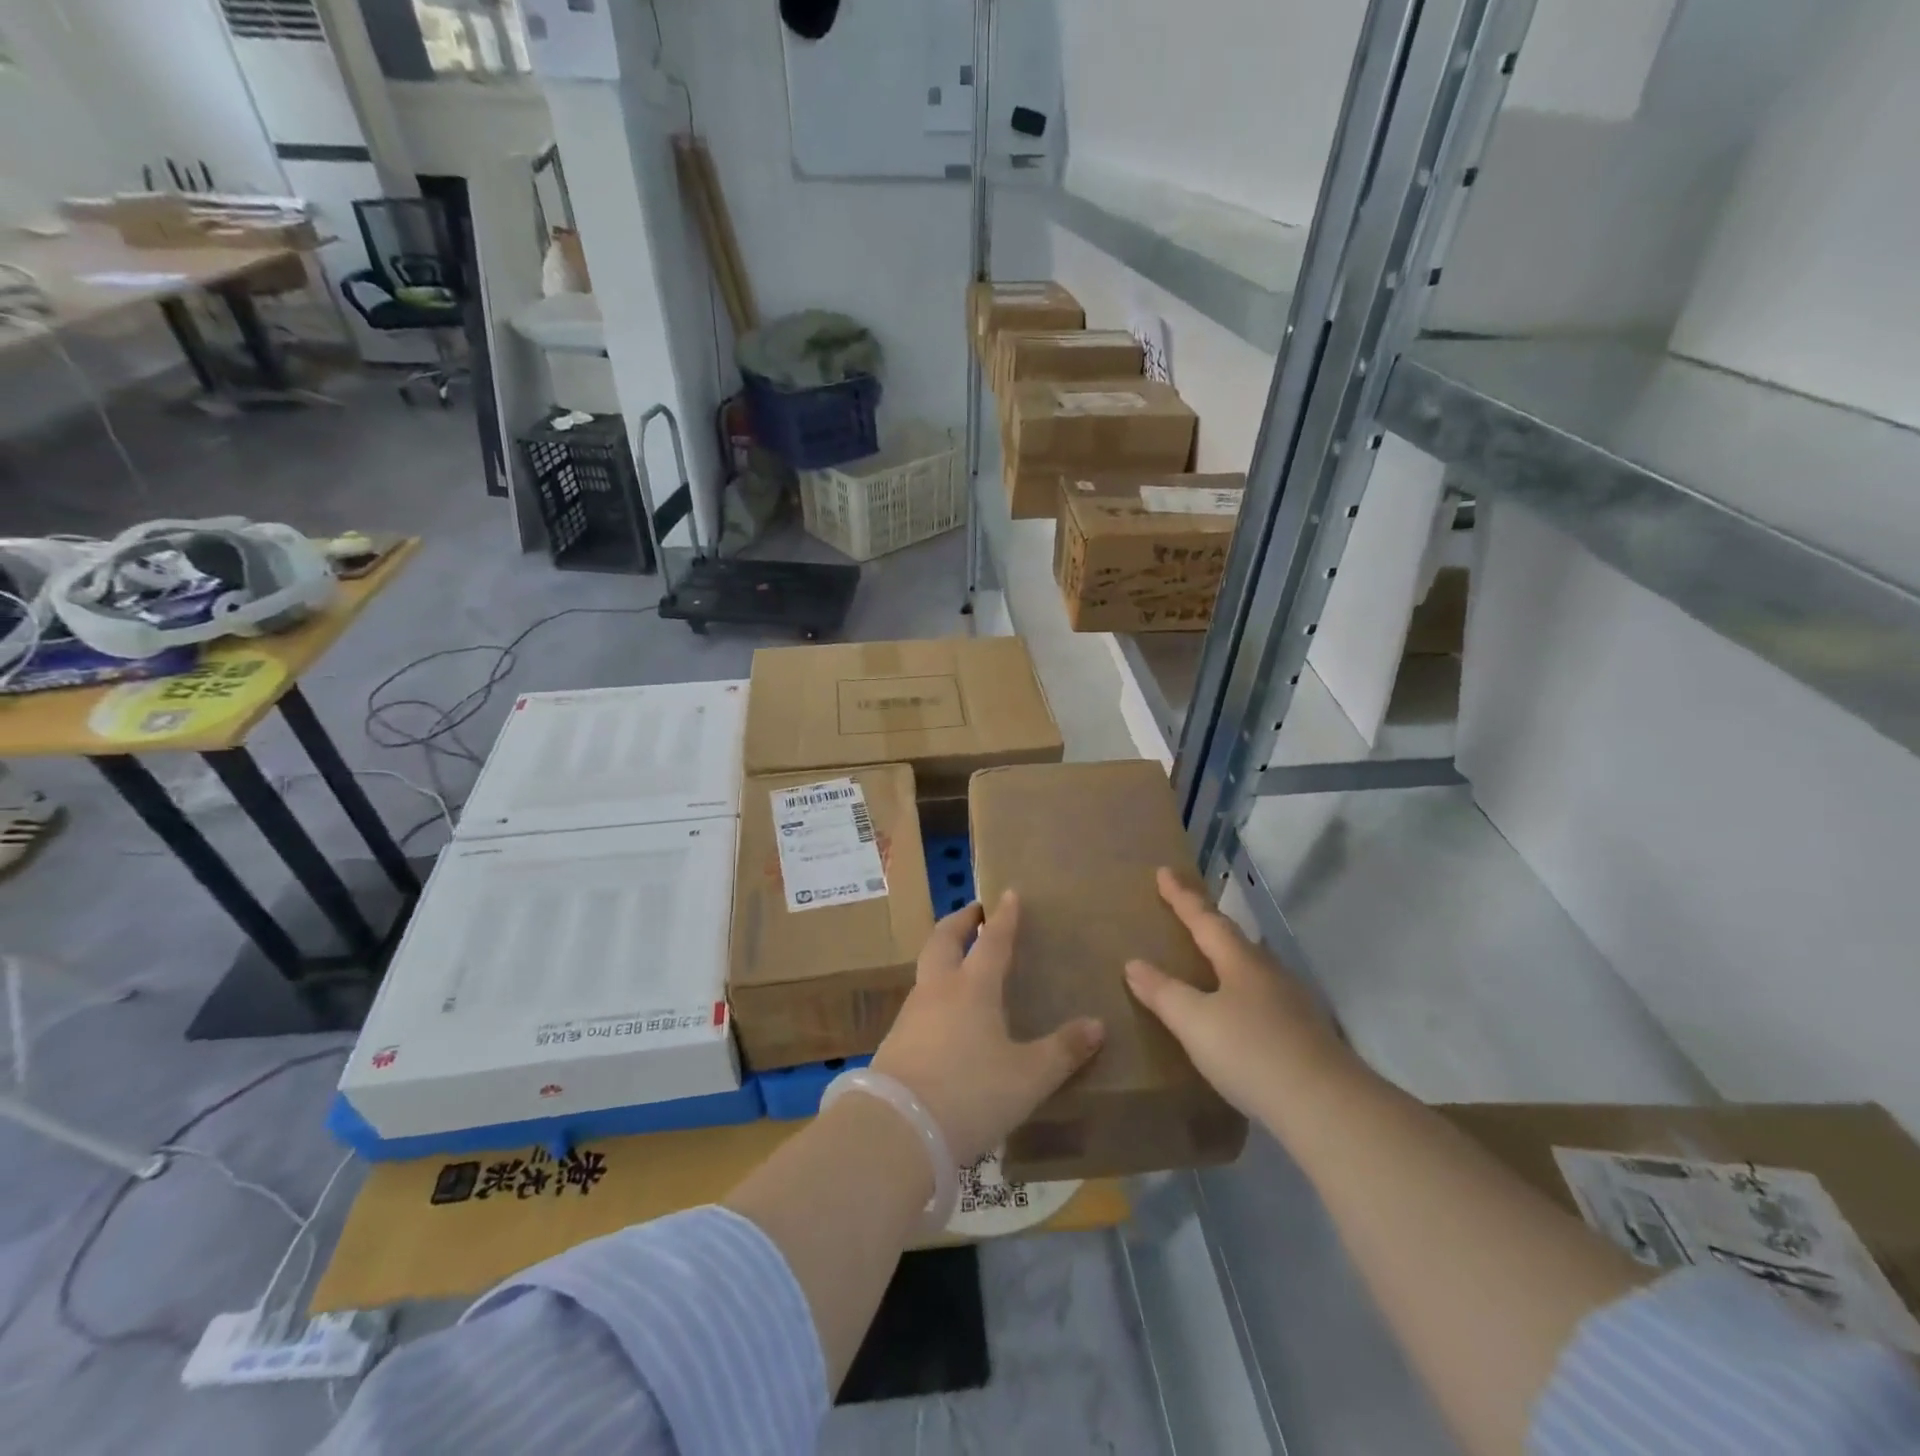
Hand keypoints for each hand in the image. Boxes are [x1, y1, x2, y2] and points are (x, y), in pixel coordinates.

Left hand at [871, 890, 1104, 1165]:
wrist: (897, 1130)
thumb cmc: (970, 1093)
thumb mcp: (1028, 1077)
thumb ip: (1063, 1051)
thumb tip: (1097, 1025)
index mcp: (973, 987)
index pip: (992, 941)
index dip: (1004, 917)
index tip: (1009, 893)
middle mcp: (939, 989)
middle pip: (944, 940)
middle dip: (960, 921)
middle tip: (974, 912)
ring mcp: (911, 1013)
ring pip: (927, 968)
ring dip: (943, 953)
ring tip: (961, 959)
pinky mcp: (895, 1040)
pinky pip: (919, 1000)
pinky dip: (934, 989)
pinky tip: (943, 1012)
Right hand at [1125, 867, 1353, 1120]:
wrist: (1328, 1108)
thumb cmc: (1252, 1053)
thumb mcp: (1195, 1022)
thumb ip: (1163, 993)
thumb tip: (1133, 963)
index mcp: (1240, 961)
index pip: (1205, 919)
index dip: (1181, 897)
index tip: (1163, 871)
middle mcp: (1268, 972)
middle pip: (1232, 937)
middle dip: (1206, 921)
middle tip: (1184, 909)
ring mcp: (1291, 1002)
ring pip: (1250, 966)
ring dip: (1225, 955)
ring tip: (1206, 957)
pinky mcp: (1303, 1033)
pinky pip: (1260, 996)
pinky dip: (1239, 989)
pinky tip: (1236, 1008)